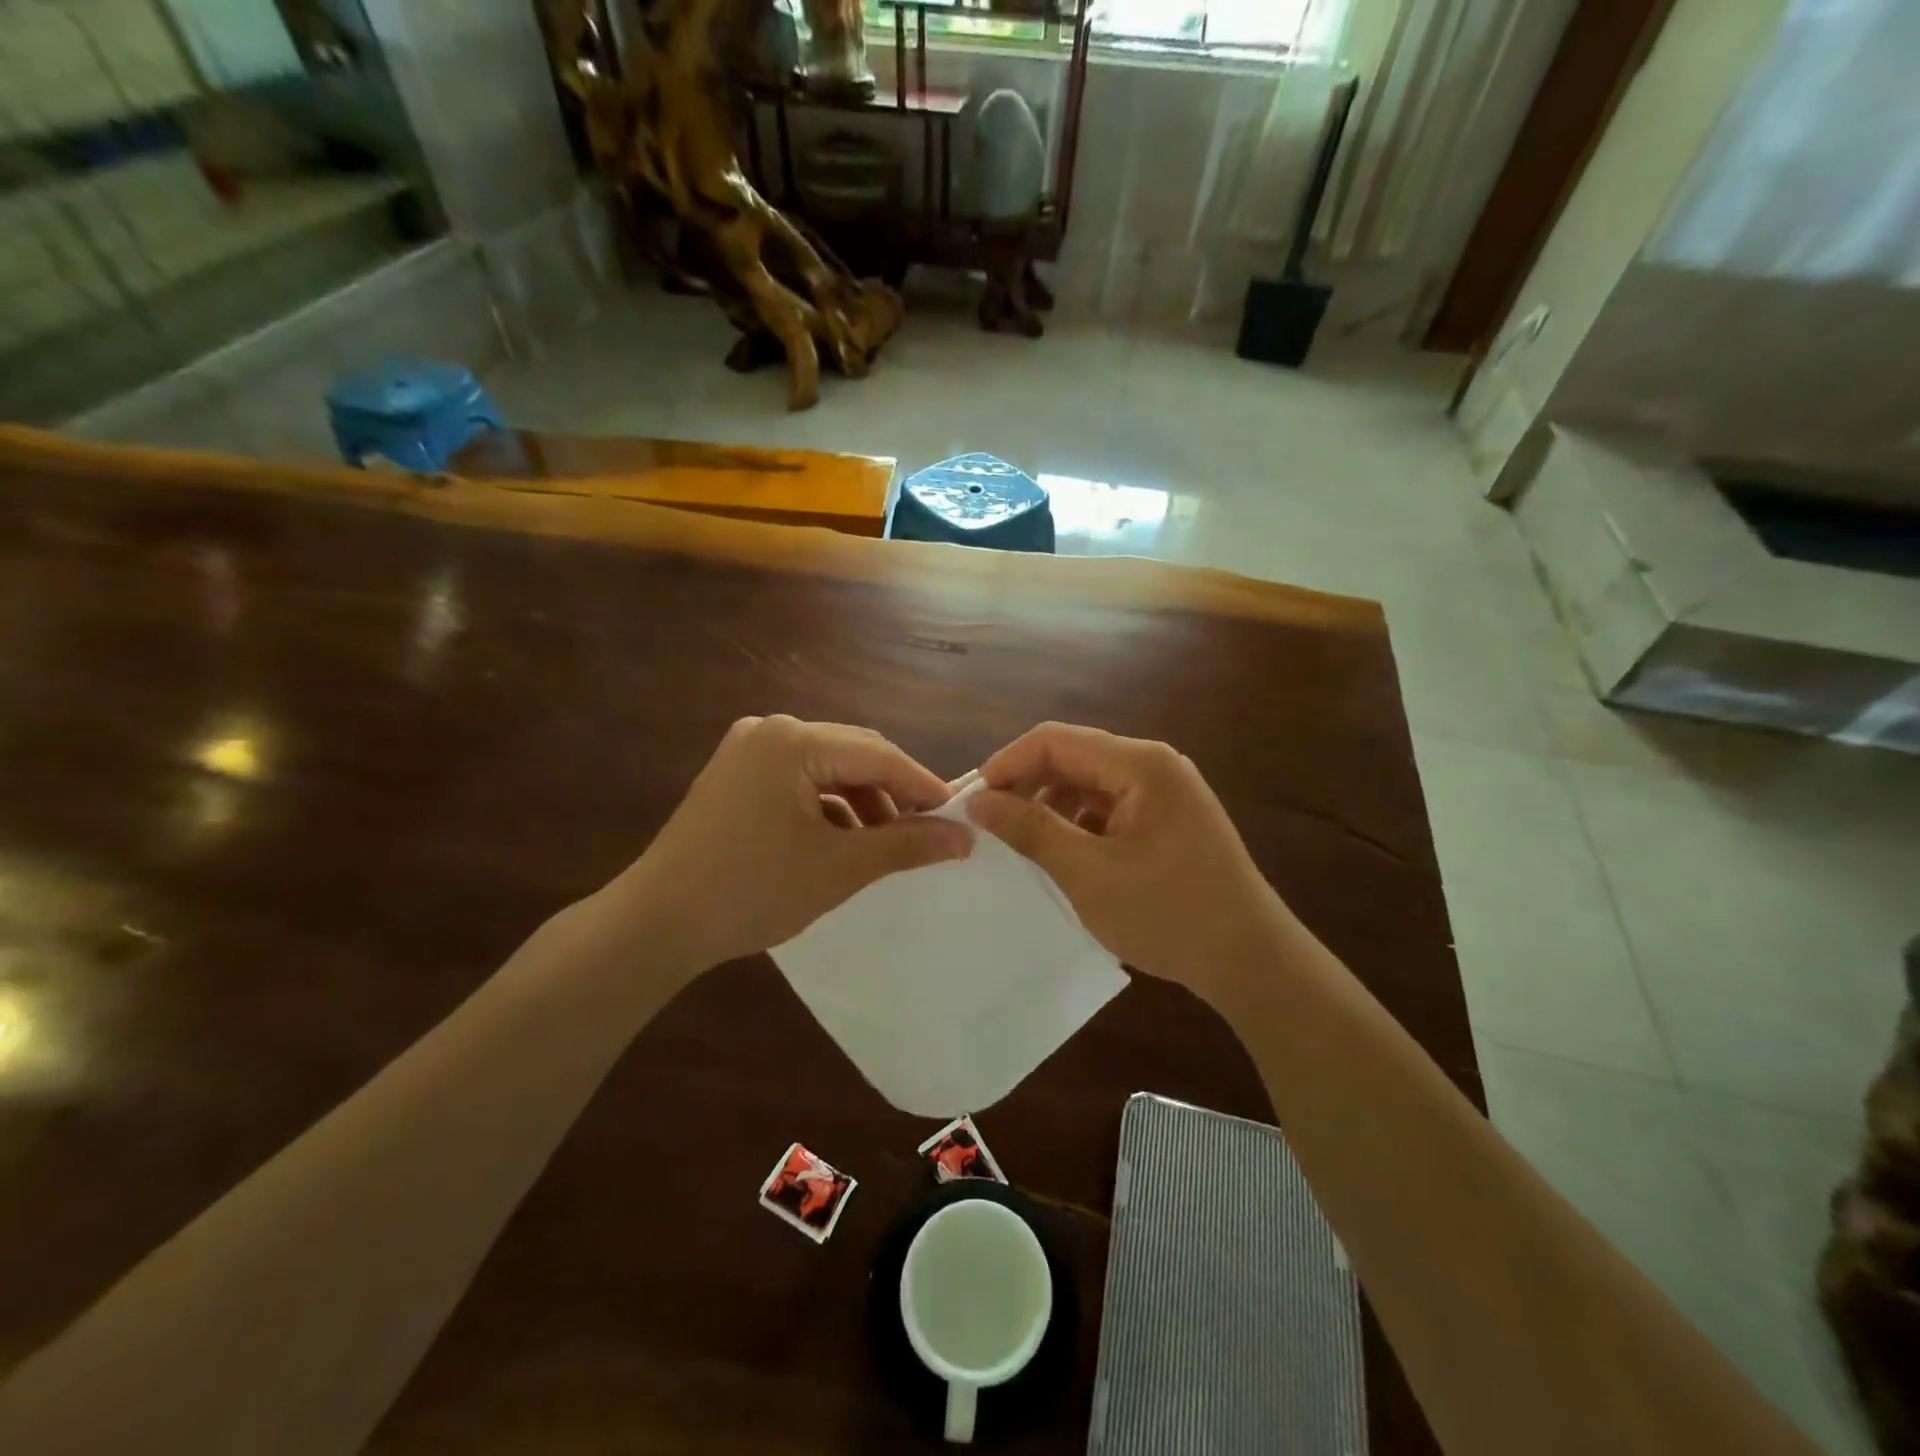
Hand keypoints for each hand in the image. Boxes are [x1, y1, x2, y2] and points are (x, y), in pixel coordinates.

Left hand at [612, 716, 972, 971]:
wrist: (656, 924)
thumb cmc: (753, 890)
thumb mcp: (840, 868)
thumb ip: (906, 845)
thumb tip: (964, 837)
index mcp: (793, 740)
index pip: (878, 754)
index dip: (922, 786)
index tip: (958, 816)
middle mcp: (769, 731)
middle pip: (852, 754)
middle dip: (891, 794)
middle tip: (926, 832)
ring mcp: (746, 752)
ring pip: (826, 769)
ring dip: (860, 803)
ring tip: (883, 846)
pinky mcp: (734, 777)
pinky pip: (797, 782)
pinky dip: (826, 808)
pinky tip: (840, 842)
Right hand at [964, 723, 1290, 1005]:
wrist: (1251, 960)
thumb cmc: (1168, 913)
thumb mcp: (1088, 872)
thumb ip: (1030, 829)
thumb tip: (978, 800)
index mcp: (1140, 763)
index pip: (1054, 740)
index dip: (1007, 763)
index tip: (972, 800)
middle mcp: (1154, 765)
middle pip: (1073, 757)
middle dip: (1026, 785)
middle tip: (988, 824)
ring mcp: (1166, 792)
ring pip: (1089, 783)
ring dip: (1051, 806)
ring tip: (1021, 843)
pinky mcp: (1169, 819)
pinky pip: (1110, 806)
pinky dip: (1079, 824)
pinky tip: (1063, 855)